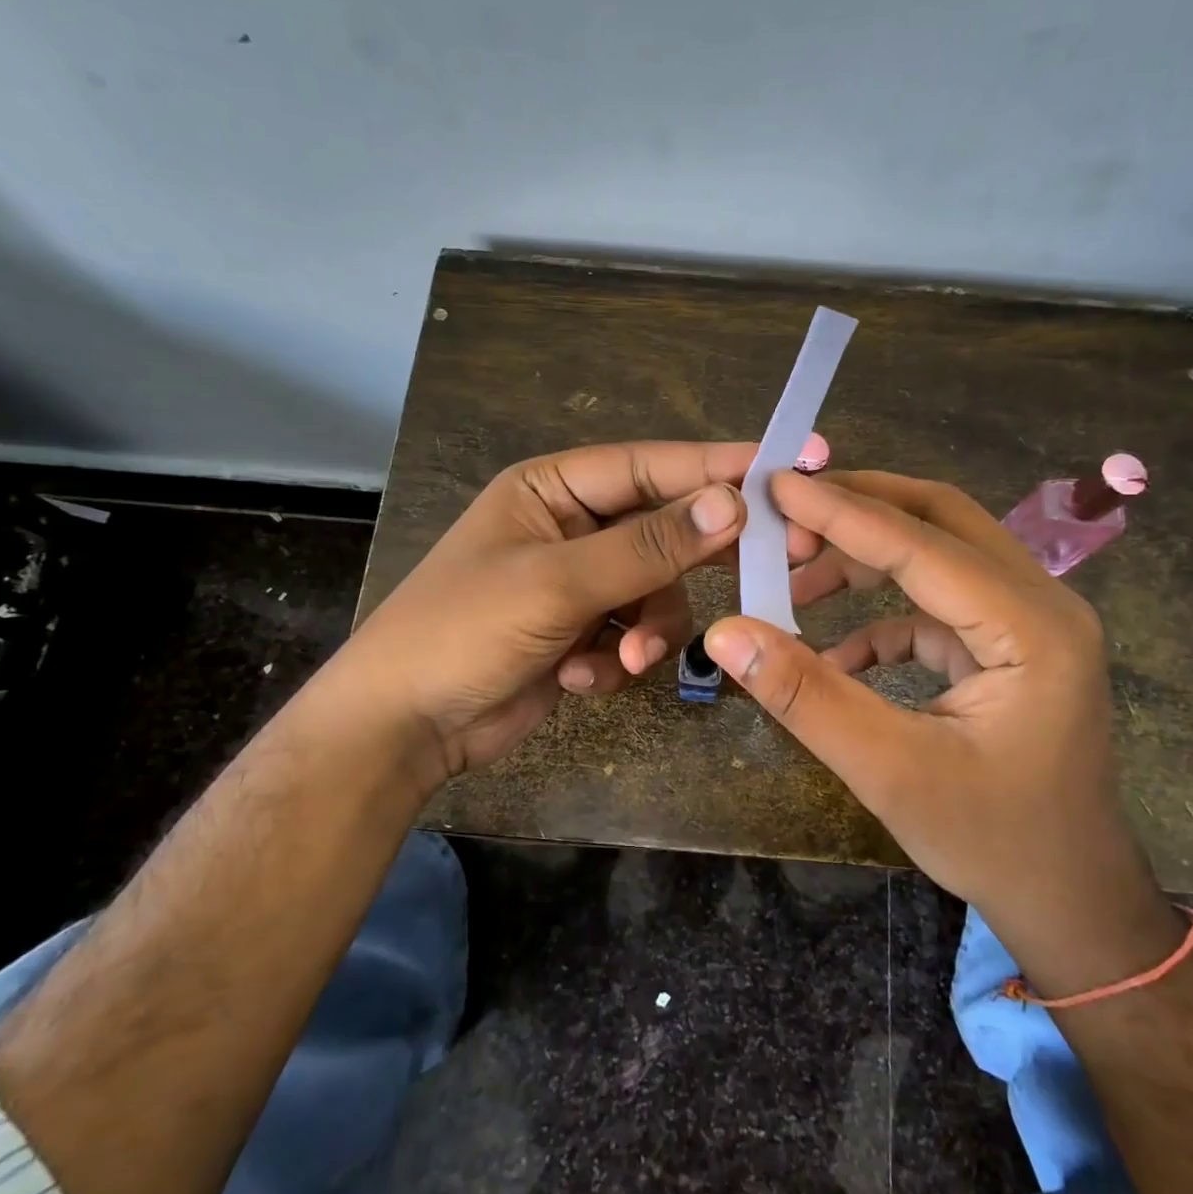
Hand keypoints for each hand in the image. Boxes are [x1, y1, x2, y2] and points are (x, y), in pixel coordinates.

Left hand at [338, 440, 815, 790]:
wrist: (404, 727)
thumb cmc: (464, 631)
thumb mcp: (558, 583)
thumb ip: (648, 546)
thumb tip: (732, 505)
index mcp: (554, 489)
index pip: (651, 465)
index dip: (718, 466)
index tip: (788, 468)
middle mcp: (572, 527)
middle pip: (663, 528)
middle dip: (697, 558)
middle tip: (768, 565)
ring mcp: (580, 582)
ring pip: (657, 591)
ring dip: (648, 628)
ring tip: (626, 657)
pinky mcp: (584, 631)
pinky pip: (634, 632)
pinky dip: (619, 657)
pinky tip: (583, 678)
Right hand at [701, 470, 1181, 993]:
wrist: (1071, 902)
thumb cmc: (992, 841)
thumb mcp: (889, 771)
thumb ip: (806, 696)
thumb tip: (726, 632)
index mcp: (1031, 626)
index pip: (921, 544)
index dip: (841, 512)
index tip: (774, 485)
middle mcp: (1041, 604)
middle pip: (940, 520)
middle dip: (858, 510)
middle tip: (785, 517)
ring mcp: (1028, 623)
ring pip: (938, 555)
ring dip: (865, 559)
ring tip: (795, 577)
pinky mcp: (1007, 647)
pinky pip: (936, 606)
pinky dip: (881, 615)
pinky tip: (834, 653)